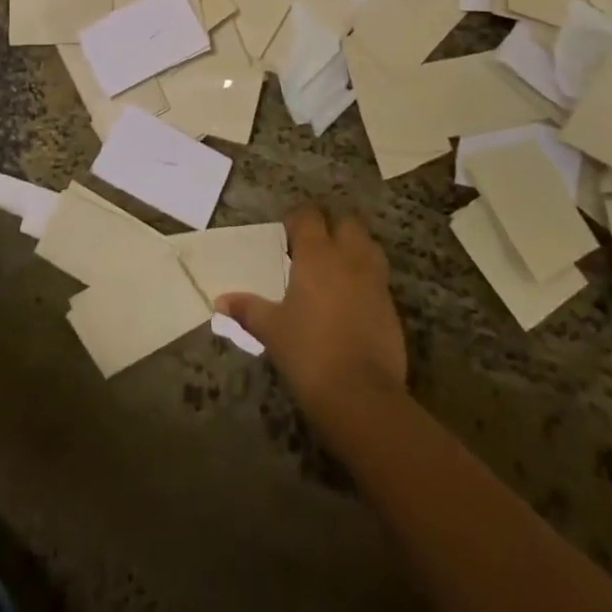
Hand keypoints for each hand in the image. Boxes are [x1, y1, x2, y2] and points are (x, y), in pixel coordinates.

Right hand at [217, 205, 407, 425]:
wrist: (361, 395)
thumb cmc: (308, 352)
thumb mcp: (271, 329)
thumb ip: (247, 309)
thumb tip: (220, 301)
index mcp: (317, 255)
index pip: (309, 216)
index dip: (297, 219)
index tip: (286, 233)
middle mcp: (349, 259)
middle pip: (347, 223)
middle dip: (332, 227)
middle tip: (313, 246)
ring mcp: (375, 282)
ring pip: (369, 247)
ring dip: (354, 248)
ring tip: (336, 267)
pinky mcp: (392, 308)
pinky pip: (379, 279)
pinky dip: (366, 279)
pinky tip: (352, 300)